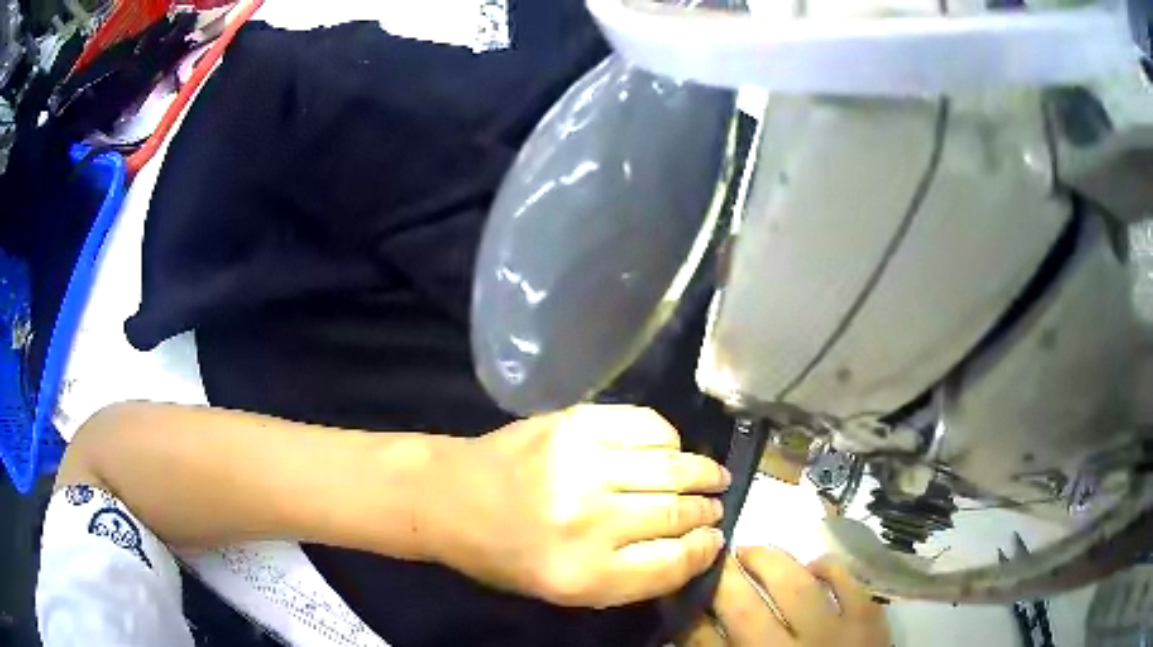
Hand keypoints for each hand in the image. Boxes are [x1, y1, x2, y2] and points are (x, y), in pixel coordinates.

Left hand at [428, 405, 730, 607]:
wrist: (451, 496)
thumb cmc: (505, 554)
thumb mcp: (565, 590)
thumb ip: (630, 577)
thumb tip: (692, 547)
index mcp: (583, 576)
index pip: (672, 563)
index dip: (703, 550)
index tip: (715, 539)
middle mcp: (588, 522)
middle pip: (677, 513)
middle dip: (707, 510)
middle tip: (715, 505)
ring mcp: (582, 465)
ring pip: (671, 467)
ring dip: (701, 472)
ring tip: (711, 476)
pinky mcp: (574, 423)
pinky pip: (646, 425)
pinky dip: (668, 438)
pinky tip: (671, 448)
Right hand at [682, 548, 889, 645]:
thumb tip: (693, 630)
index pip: (704, 639)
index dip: (688, 613)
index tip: (679, 592)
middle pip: (743, 607)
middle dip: (721, 577)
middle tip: (711, 557)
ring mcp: (833, 633)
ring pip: (795, 585)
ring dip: (768, 560)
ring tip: (751, 550)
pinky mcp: (868, 621)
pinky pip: (848, 582)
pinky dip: (829, 567)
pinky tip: (814, 565)